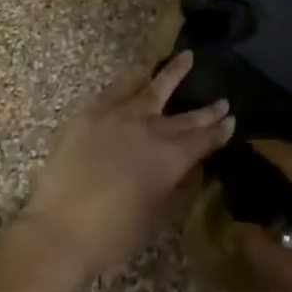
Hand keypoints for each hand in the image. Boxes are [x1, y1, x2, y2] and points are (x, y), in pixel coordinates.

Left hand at [22, 52, 233, 280]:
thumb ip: (178, 190)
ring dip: (173, 72)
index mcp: (172, 158)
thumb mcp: (158, 218)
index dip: (219, 130)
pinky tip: (142, 69)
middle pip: (186, 116)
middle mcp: (152, 130)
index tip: (231, 120)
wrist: (60, 229)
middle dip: (207, 109)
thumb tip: (191, 171)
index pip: (204, 139)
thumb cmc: (113, 235)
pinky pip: (118, 87)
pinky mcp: (93, 112)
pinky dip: (133, 76)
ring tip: (187, 56)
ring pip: (154, 87)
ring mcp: (121, 116)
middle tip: (223, 99)